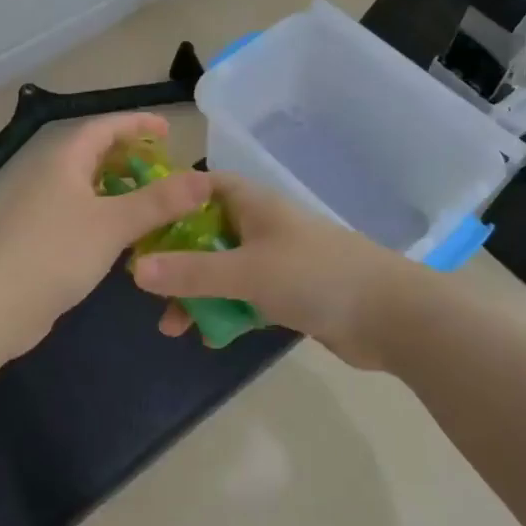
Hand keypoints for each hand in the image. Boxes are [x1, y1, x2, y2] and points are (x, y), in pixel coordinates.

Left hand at [0, 113, 215, 356]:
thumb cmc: (54, 253)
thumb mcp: (113, 224)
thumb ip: (159, 201)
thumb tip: (204, 178)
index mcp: (64, 160)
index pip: (104, 127)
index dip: (137, 124)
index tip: (169, 130)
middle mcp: (51, 177)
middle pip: (95, 156)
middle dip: (132, 159)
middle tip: (166, 171)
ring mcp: (42, 210)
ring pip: (89, 189)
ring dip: (122, 193)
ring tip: (155, 205)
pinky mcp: (40, 241)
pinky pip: (81, 217)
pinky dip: (107, 219)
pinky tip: (127, 241)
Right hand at [130, 174, 397, 354]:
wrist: (390, 316)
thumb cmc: (315, 277)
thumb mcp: (246, 272)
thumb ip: (191, 272)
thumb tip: (135, 270)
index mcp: (254, 205)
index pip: (203, 188)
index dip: (171, 201)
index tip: (139, 225)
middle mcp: (262, 226)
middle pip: (207, 234)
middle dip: (177, 261)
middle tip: (149, 290)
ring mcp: (277, 261)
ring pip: (224, 271)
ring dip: (198, 294)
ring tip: (173, 326)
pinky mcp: (289, 294)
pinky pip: (245, 297)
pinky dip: (226, 312)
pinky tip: (211, 337)